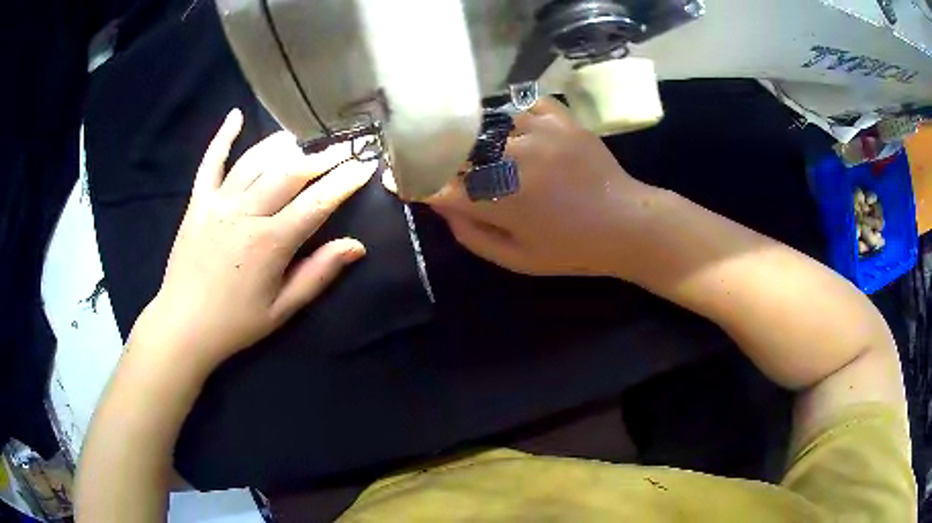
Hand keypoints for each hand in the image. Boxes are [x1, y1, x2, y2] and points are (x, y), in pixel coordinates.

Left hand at [131, 109, 375, 372]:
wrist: (183, 326)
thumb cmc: (236, 322)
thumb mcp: (283, 309)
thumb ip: (318, 274)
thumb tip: (356, 246)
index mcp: (270, 243)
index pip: (317, 203)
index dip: (345, 181)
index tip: (365, 164)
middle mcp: (245, 214)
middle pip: (289, 172)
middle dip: (321, 157)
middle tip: (342, 147)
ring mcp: (218, 204)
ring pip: (255, 161)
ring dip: (282, 145)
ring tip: (302, 139)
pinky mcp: (197, 203)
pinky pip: (211, 163)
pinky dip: (222, 138)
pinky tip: (235, 115)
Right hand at [428, 97, 659, 278]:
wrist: (626, 224)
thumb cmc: (571, 249)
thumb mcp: (518, 258)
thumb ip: (472, 233)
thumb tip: (439, 204)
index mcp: (500, 199)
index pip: (439, 185)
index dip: (414, 182)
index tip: (397, 179)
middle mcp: (512, 159)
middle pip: (457, 145)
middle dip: (436, 150)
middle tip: (428, 152)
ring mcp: (538, 133)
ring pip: (488, 119)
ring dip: (475, 130)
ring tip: (474, 138)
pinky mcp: (561, 120)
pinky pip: (525, 103)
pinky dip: (513, 111)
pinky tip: (513, 124)